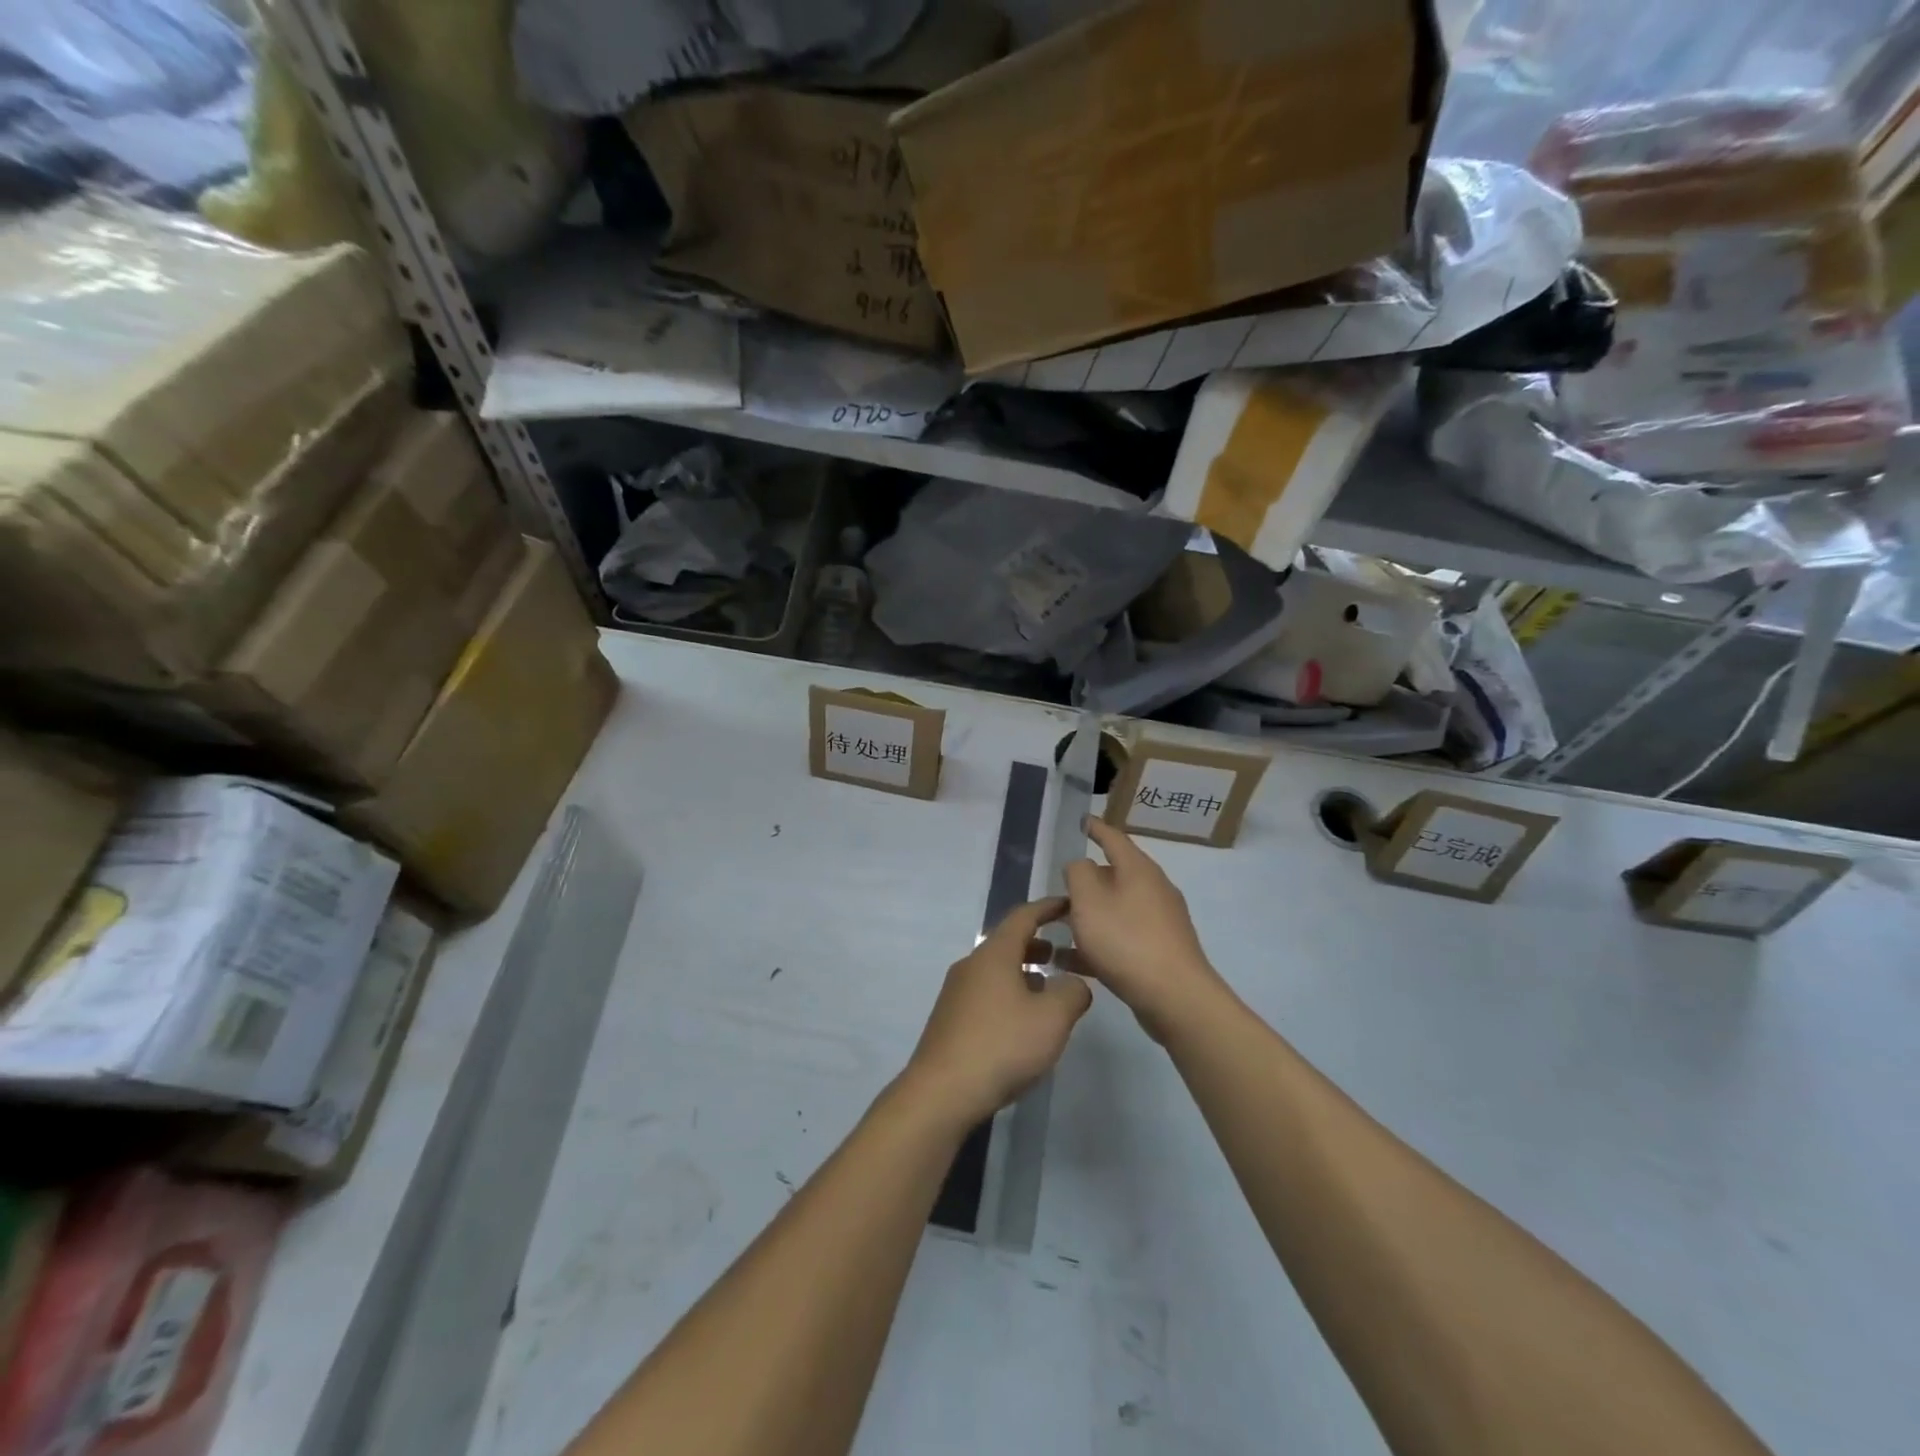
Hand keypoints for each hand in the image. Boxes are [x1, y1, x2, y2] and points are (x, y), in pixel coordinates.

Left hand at [901, 897, 1091, 1127]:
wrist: (942, 1092)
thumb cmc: (1001, 1045)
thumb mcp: (1052, 1018)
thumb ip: (1073, 992)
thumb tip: (1075, 983)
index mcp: (994, 954)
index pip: (1023, 916)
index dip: (1048, 908)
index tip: (1069, 905)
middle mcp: (971, 965)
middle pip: (1007, 943)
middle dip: (1037, 944)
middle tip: (1064, 954)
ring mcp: (956, 992)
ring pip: (996, 970)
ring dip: (1023, 972)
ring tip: (1048, 990)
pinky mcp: (950, 1019)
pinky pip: (985, 993)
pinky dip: (1009, 993)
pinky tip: (1021, 1022)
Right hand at [1064, 818, 1223, 1041]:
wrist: (1175, 998)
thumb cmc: (1126, 941)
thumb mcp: (1088, 901)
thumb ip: (1078, 874)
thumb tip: (1081, 865)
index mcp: (1138, 869)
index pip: (1113, 838)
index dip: (1095, 828)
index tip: (1081, 820)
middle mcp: (1154, 889)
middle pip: (1115, 875)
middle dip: (1087, 880)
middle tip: (1060, 888)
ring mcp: (1160, 921)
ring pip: (1117, 908)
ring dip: (1089, 915)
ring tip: (1059, 927)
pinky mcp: (1160, 951)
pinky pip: (1122, 937)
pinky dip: (1099, 942)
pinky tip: (1072, 961)